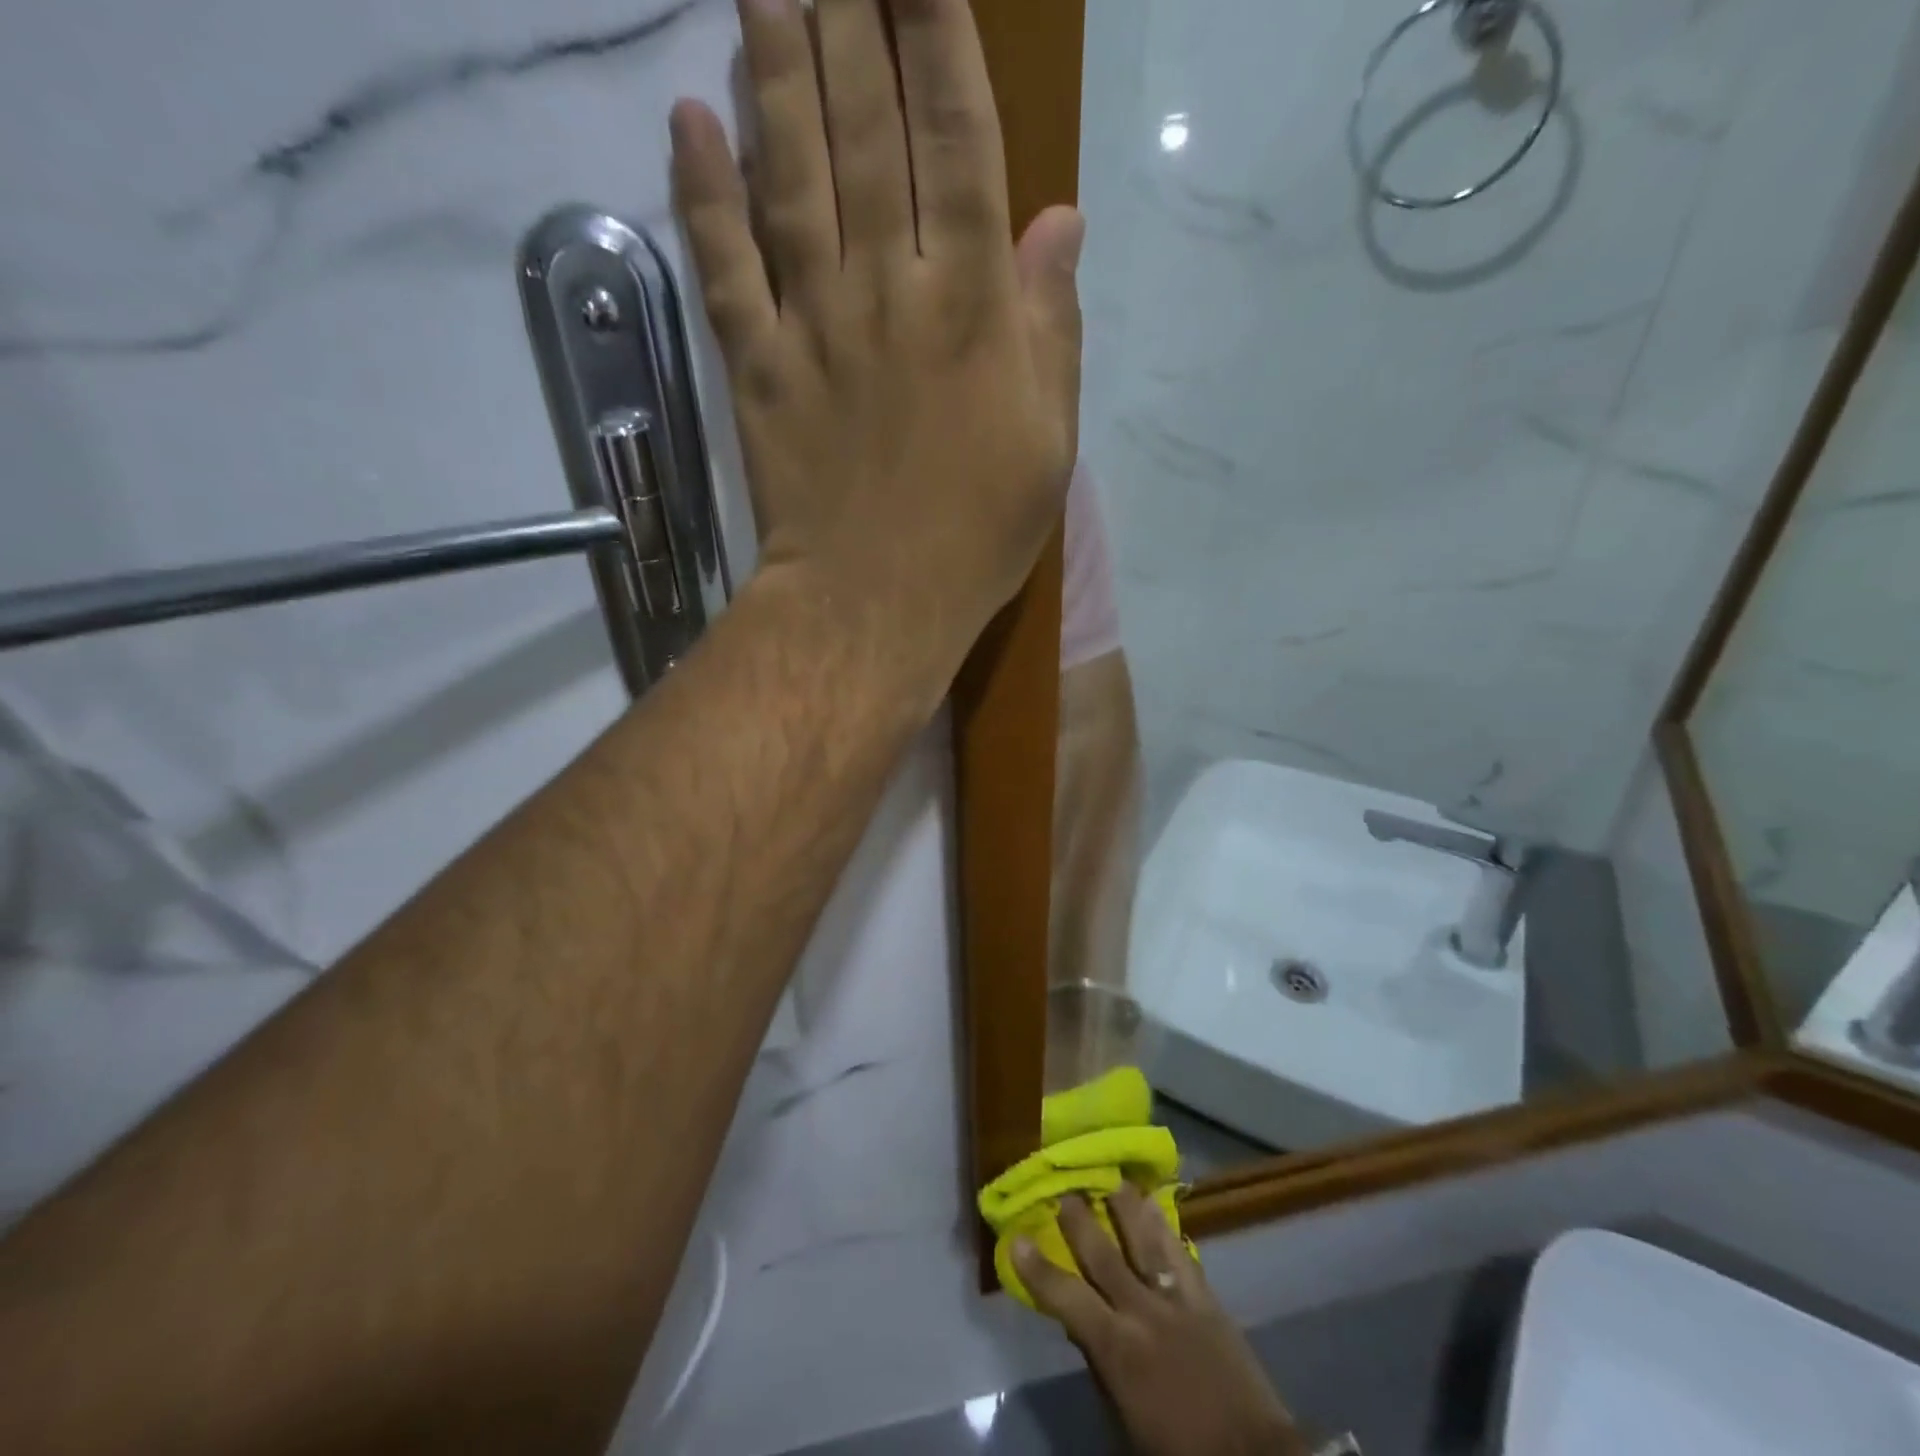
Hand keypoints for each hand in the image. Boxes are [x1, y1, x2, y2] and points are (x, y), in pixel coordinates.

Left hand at [670, 0, 1083, 691]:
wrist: (875, 601)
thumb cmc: (977, 533)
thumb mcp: (1048, 441)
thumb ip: (1050, 328)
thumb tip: (1059, 223)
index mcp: (970, 305)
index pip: (956, 141)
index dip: (939, 39)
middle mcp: (886, 289)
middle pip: (865, 132)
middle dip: (852, 21)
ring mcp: (812, 325)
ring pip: (789, 175)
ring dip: (775, 70)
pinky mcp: (755, 367)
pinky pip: (724, 265)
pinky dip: (702, 191)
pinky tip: (688, 121)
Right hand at [1016, 1188, 1309, 1455]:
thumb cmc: (1178, 1453)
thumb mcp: (1125, 1426)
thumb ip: (1100, 1370)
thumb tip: (1079, 1328)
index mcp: (1116, 1347)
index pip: (1065, 1297)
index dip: (1038, 1267)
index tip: (1017, 1237)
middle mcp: (1141, 1311)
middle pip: (1103, 1254)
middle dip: (1079, 1220)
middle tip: (1063, 1190)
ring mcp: (1176, 1300)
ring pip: (1143, 1239)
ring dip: (1124, 1207)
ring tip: (1110, 1178)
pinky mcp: (1206, 1298)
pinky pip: (1180, 1252)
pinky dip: (1163, 1226)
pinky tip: (1155, 1204)